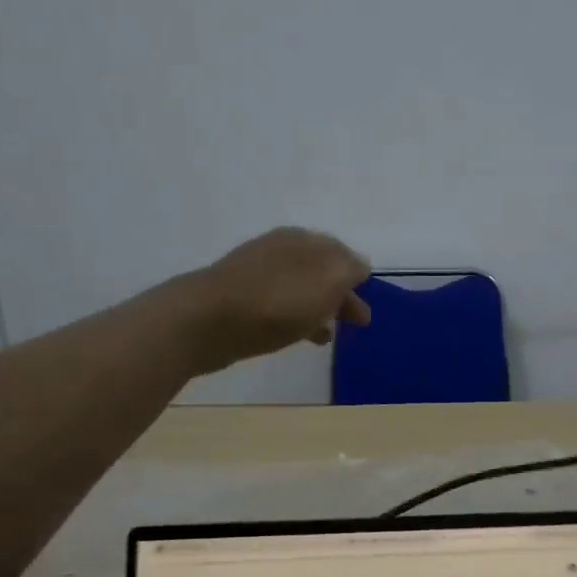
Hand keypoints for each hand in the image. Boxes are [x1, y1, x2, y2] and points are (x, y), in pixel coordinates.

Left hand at [182, 227, 370, 375]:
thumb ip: (349, 269)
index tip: (369, 298)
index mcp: (303, 240)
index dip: (357, 276)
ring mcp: (257, 274)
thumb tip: (359, 265)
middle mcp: (280, 249)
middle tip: (357, 321)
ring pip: (300, 289)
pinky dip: (297, 318)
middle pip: (320, 271)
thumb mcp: (328, 281)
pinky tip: (301, 337)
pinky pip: (280, 306)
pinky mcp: (239, 300)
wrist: (206, 321)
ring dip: (319, 308)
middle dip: (341, 293)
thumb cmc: (276, 301)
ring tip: (331, 333)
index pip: (341, 253)